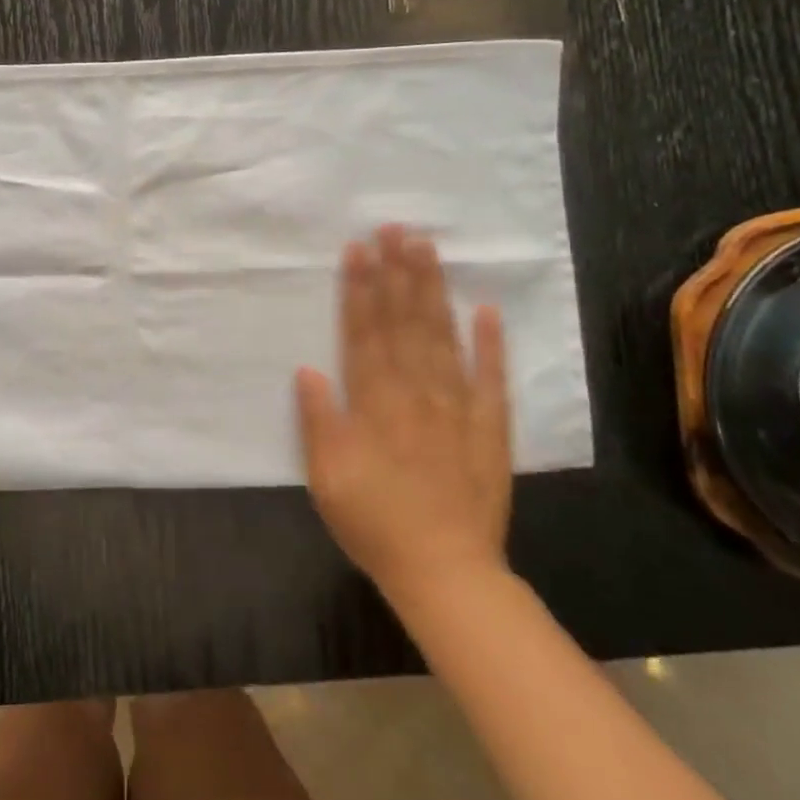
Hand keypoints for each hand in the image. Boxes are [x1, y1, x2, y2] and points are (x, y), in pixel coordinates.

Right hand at [295, 225, 512, 604]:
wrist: (445, 571)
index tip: (358, 250)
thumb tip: (308, 370)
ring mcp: (457, 408)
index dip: (359, 291)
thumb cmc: (375, 523)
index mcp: (375, 405)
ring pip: (441, 338)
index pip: (365, 334)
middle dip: (397, 273)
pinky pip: (490, 379)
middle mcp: (416, 394)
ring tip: (427, 250)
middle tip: (395, 229)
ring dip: (433, 291)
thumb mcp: (327, 479)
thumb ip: (319, 422)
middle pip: (404, 324)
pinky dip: (489, 344)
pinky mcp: (490, 427)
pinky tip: (486, 309)